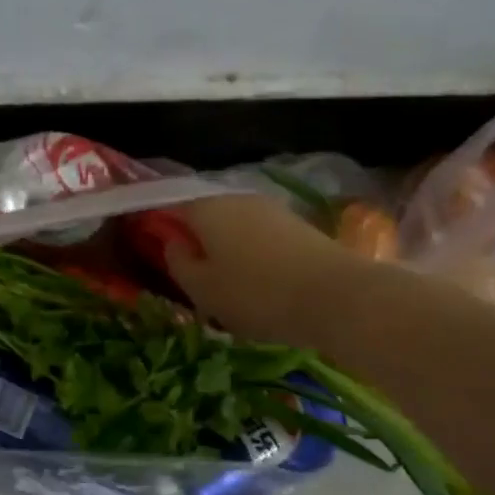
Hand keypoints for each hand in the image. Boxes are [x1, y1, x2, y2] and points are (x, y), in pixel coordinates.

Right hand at [161, 194, 353, 343]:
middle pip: (206, 216)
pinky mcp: (298, 225)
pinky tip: (258, 283)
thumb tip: (172, 242)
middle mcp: (237, 198)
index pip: (171, 206)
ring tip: (227, 286)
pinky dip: (253, 255)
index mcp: (206, 208)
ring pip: (235, 227)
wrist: (336, 297)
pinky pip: (261, 238)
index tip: (158, 253)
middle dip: (197, 240)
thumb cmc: (255, 294)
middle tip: (193, 277)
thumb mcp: (202, 289)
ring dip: (227, 250)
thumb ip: (178, 263)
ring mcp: (272, 209)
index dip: (161, 227)